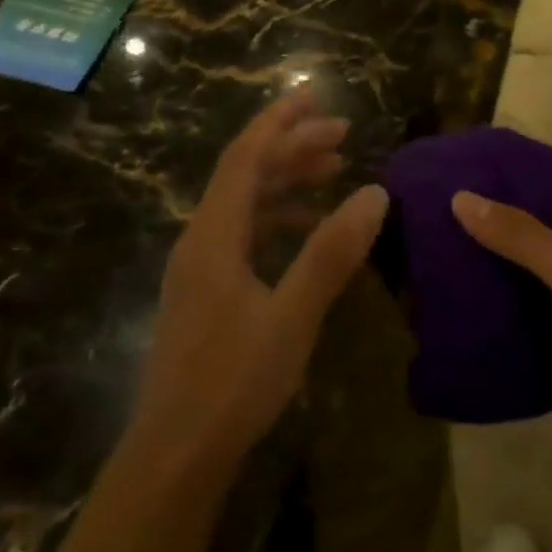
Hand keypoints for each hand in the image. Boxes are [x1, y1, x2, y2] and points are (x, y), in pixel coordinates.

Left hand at [134, 93, 389, 472]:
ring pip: (245, 204)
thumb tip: (375, 193)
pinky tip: (308, 229)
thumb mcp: (292, 316)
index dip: (281, 122)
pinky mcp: (208, 292)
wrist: (175, 453)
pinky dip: (279, 218)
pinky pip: (245, 234)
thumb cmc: (233, 382)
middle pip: (245, 174)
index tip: (318, 97)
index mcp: (213, 236)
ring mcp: (201, 268)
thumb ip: (331, 253)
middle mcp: (201, 241)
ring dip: (287, 181)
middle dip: (291, 146)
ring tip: (334, 171)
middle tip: (343, 133)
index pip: (246, 158)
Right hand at [451, 152, 551, 436]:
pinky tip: (477, 284)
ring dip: (508, 248)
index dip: (526, 158)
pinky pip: (544, 290)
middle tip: (455, 199)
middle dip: (508, 204)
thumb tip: (461, 197)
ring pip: (545, 252)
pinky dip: (516, 285)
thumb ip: (518, 233)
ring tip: (453, 236)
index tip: (478, 157)